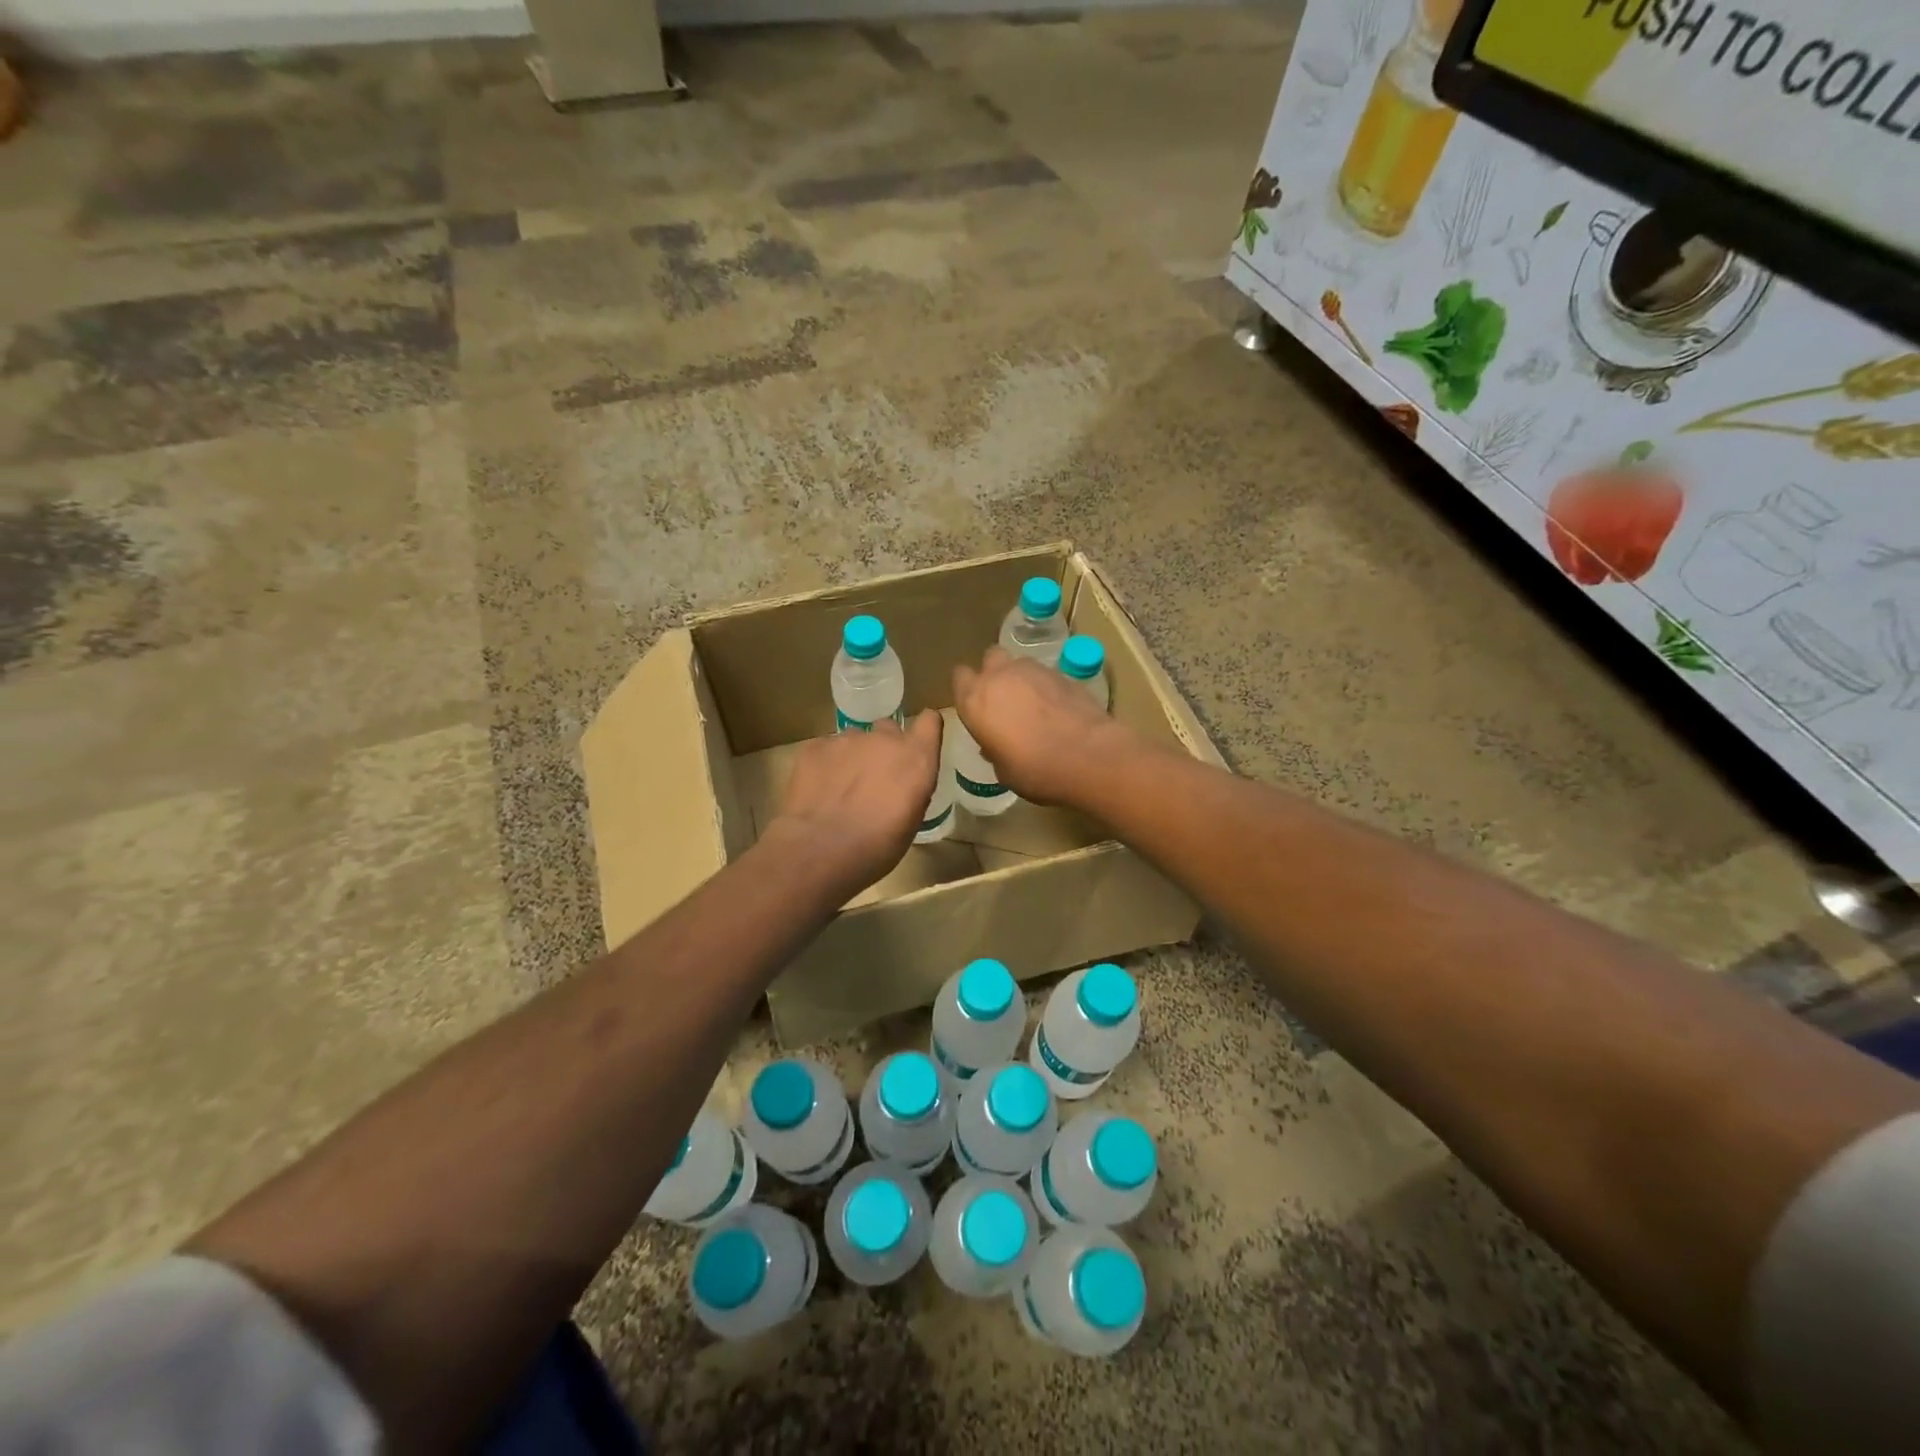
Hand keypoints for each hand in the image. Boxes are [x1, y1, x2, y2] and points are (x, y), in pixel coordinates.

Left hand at [769, 711, 943, 895]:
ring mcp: (846, 739)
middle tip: (874, 779)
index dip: (924, 731)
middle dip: (884, 748)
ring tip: (840, 789)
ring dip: (852, 758)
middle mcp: (884, 739)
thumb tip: (902, 781)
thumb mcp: (911, 821)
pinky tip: (818, 792)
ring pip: (854, 740)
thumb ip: (911, 788)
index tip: (917, 745)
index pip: (930, 722)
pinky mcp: (815, 746)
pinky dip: (825, 765)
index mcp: (916, 757)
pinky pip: (825, 749)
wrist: (820, 850)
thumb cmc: (877, 846)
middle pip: (888, 729)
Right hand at [951, 648, 1133, 805]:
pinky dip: (1047, 687)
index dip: (967, 688)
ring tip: (1034, 706)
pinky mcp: (1063, 673)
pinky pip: (1046, 675)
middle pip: (990, 658)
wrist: (1088, 756)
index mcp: (976, 700)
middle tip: (1004, 700)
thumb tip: (994, 745)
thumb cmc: (1035, 770)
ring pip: (1019, 664)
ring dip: (1022, 679)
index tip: (976, 706)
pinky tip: (1057, 709)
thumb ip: (994, 749)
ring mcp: (1034, 670)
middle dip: (994, 673)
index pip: (960, 677)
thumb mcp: (1003, 770)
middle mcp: (1000, 676)